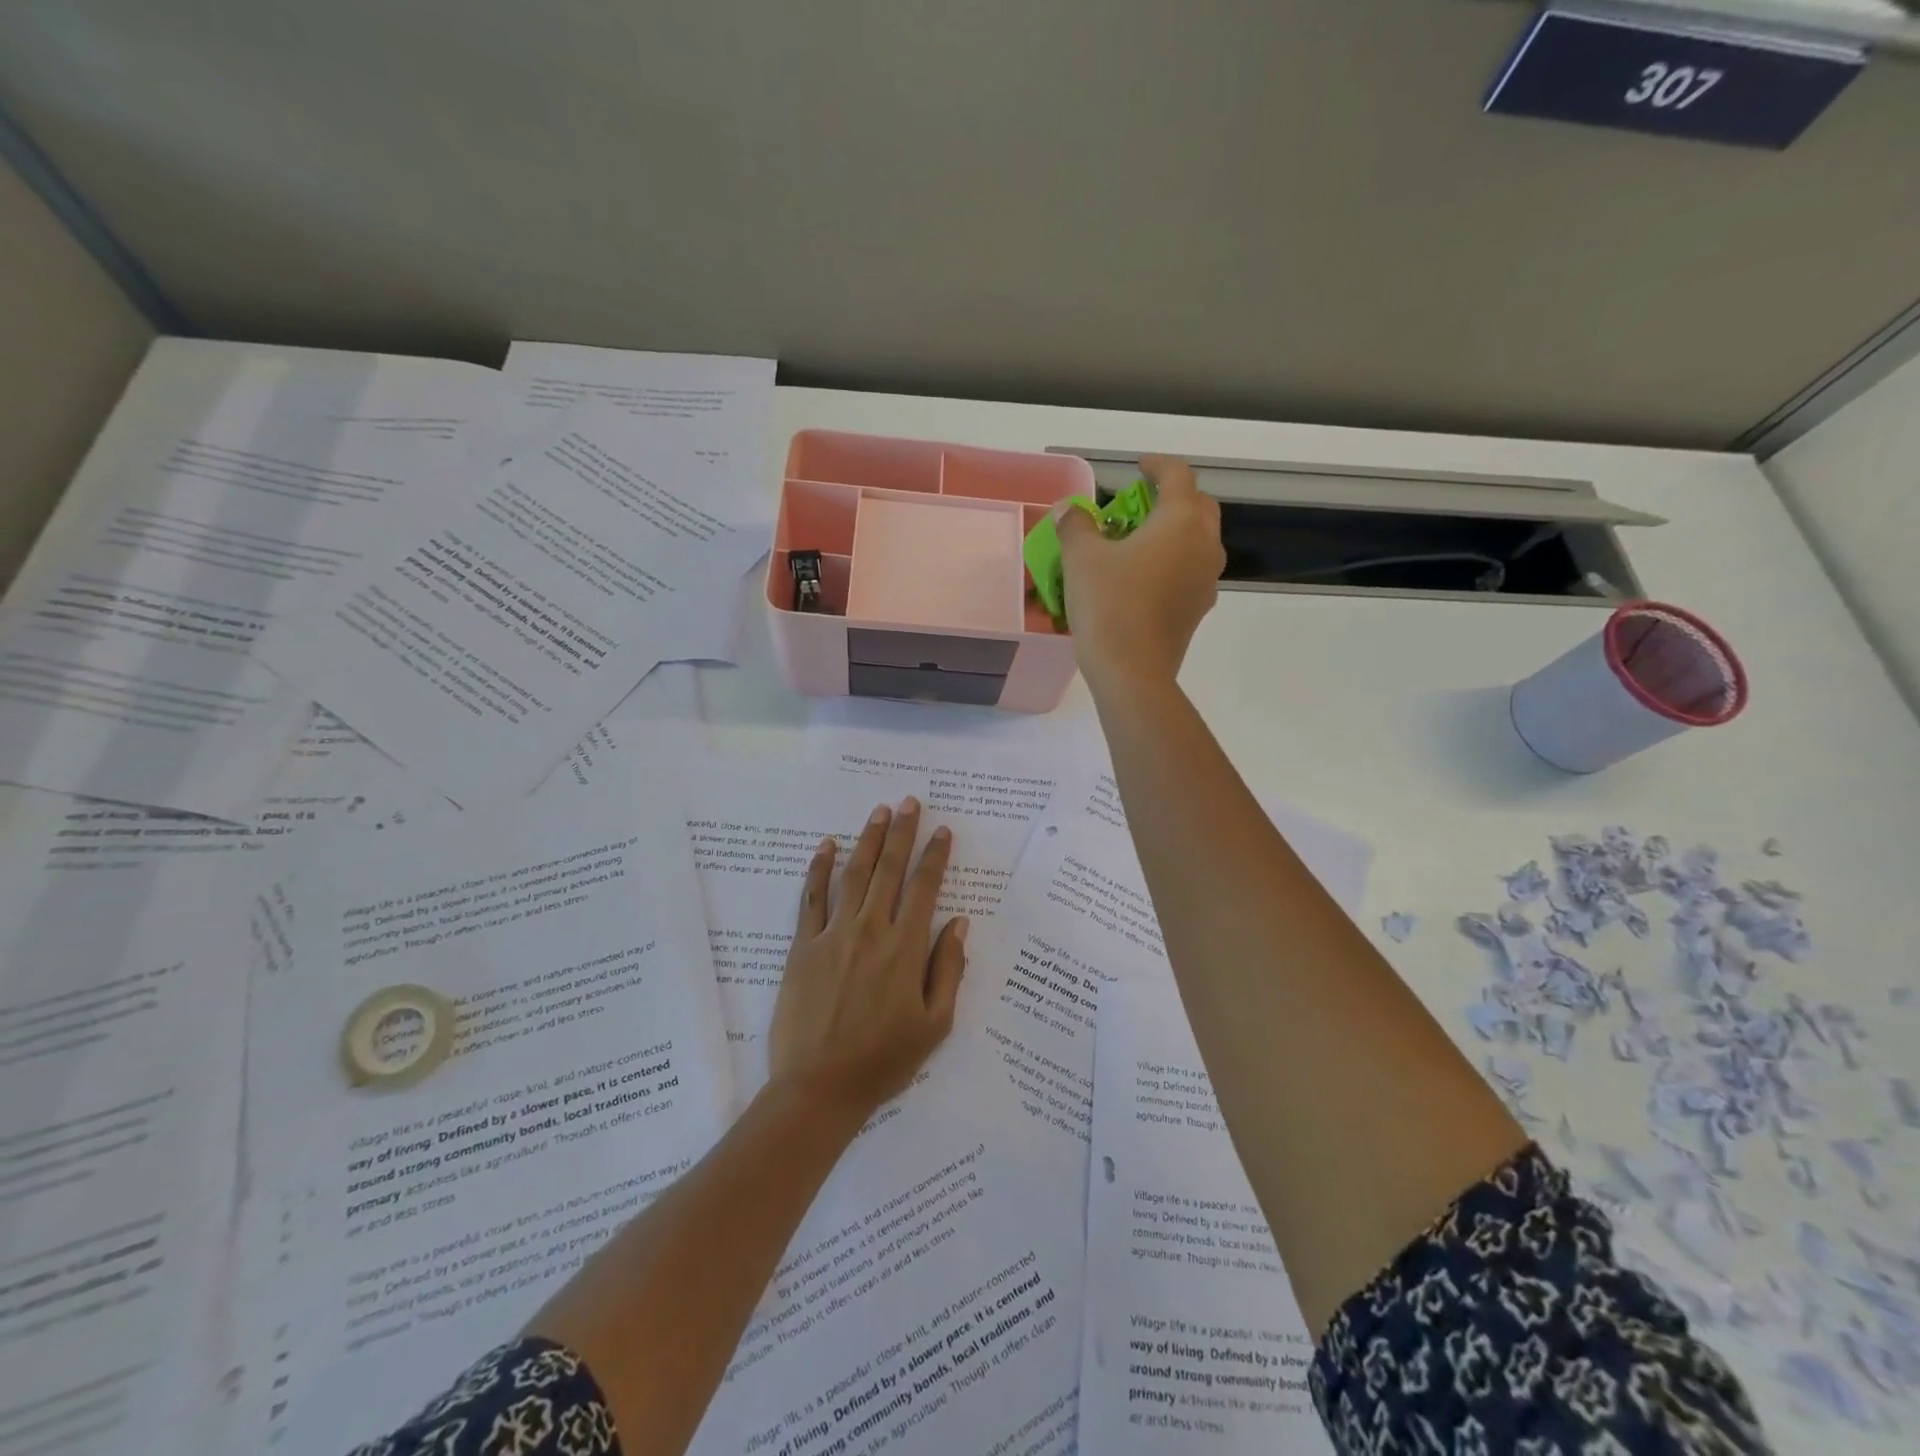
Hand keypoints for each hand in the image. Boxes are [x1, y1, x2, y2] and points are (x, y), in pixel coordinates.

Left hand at [766, 797, 967, 1124]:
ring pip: (854, 876)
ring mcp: (833, 935)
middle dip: (902, 833)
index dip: (935, 856)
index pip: (925, 888)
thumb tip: (959, 923)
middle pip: (890, 871)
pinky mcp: (802, 947)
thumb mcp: (935, 1024)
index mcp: (905, 949)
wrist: (819, 1088)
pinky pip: (811, 899)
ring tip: (878, 813)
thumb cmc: (884, 1060)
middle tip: (909, 802)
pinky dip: (818, 869)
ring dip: (868, 841)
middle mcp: (870, 931)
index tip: (942, 831)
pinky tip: (825, 846)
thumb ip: (949, 969)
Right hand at [1058, 454, 1224, 690]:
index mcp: (1181, 522)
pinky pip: (1191, 571)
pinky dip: (1173, 561)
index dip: (1157, 465)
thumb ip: (1076, 525)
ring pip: (1198, 541)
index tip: (1138, 466)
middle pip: (1198, 506)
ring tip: (1141, 539)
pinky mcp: (1197, 609)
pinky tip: (1144, 576)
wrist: (1132, 672)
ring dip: (1175, 531)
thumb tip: (1069, 508)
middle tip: (1141, 503)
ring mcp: (1206, 580)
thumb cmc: (1109, 605)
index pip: (1178, 476)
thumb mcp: (1081, 559)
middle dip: (1173, 497)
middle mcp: (1204, 545)